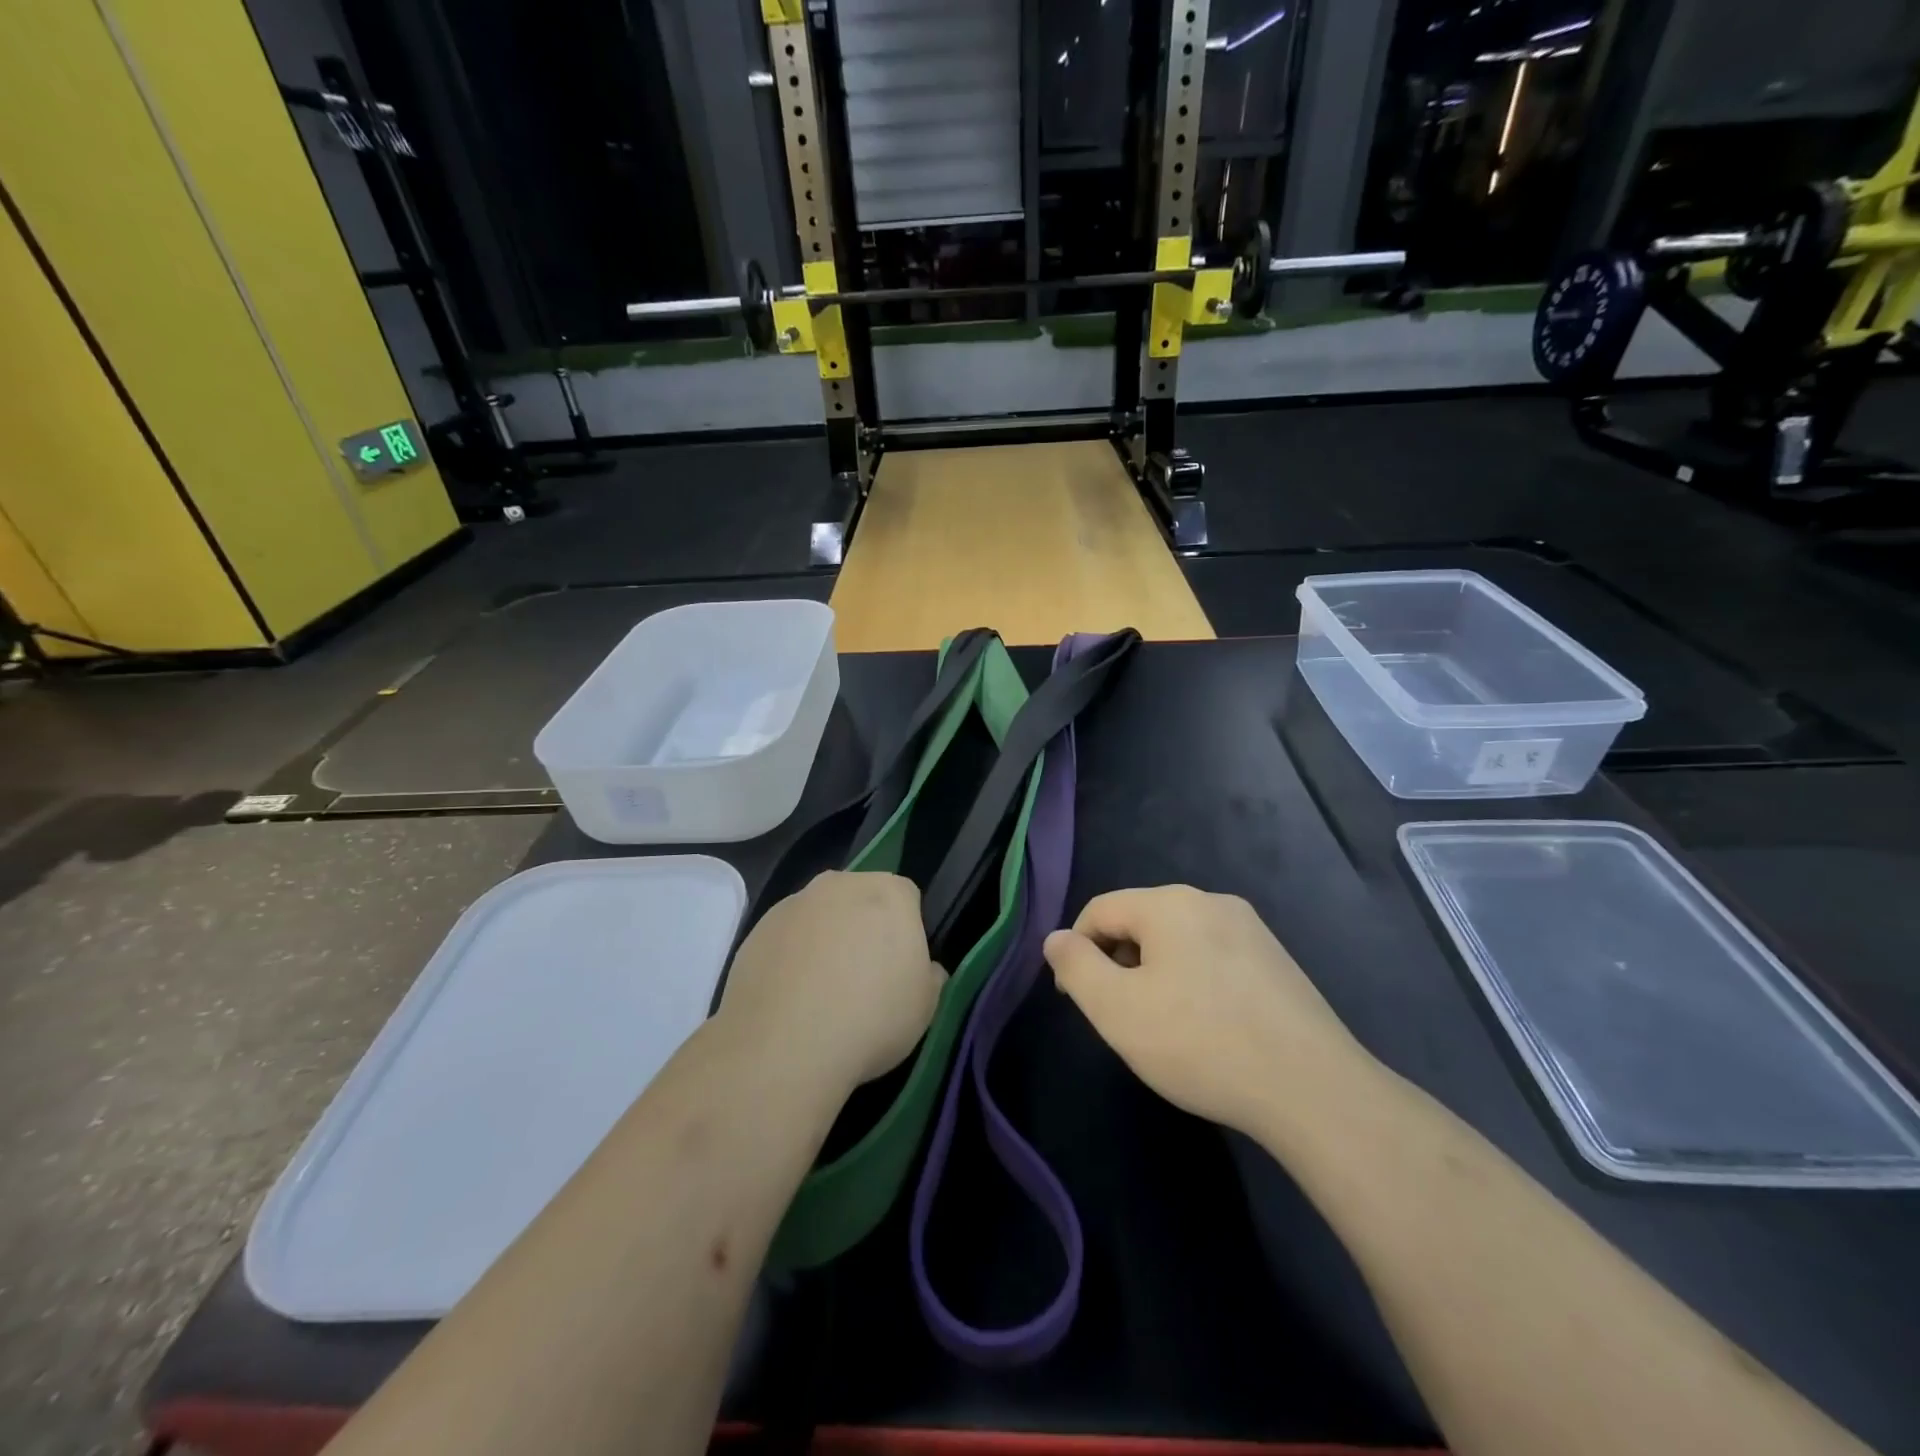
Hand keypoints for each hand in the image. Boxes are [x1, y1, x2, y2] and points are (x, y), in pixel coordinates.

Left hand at [721, 871, 945, 1096]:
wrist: (783, 1047)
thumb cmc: (871, 1019)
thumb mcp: (925, 1007)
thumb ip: (930, 976)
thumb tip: (927, 969)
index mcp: (889, 893)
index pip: (907, 897)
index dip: (907, 930)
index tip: (901, 967)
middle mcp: (840, 884)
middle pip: (860, 898)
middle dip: (864, 927)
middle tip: (864, 977)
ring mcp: (794, 903)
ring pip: (820, 916)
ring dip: (825, 940)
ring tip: (821, 993)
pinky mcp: (757, 929)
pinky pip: (786, 938)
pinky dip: (791, 957)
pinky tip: (790, 998)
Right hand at [1043, 885, 1364, 1136]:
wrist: (1313, 1090)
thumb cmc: (1200, 1043)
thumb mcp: (1117, 1009)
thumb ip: (1076, 966)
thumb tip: (1056, 938)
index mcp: (1169, 903)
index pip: (1100, 910)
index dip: (1077, 950)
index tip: (1076, 998)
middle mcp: (1211, 901)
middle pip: (1140, 922)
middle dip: (1119, 962)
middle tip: (1121, 1017)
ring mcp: (1251, 929)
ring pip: (1178, 941)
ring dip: (1156, 974)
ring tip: (1165, 1027)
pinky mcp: (1277, 960)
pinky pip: (1214, 958)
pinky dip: (1194, 982)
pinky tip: (1208, 1028)